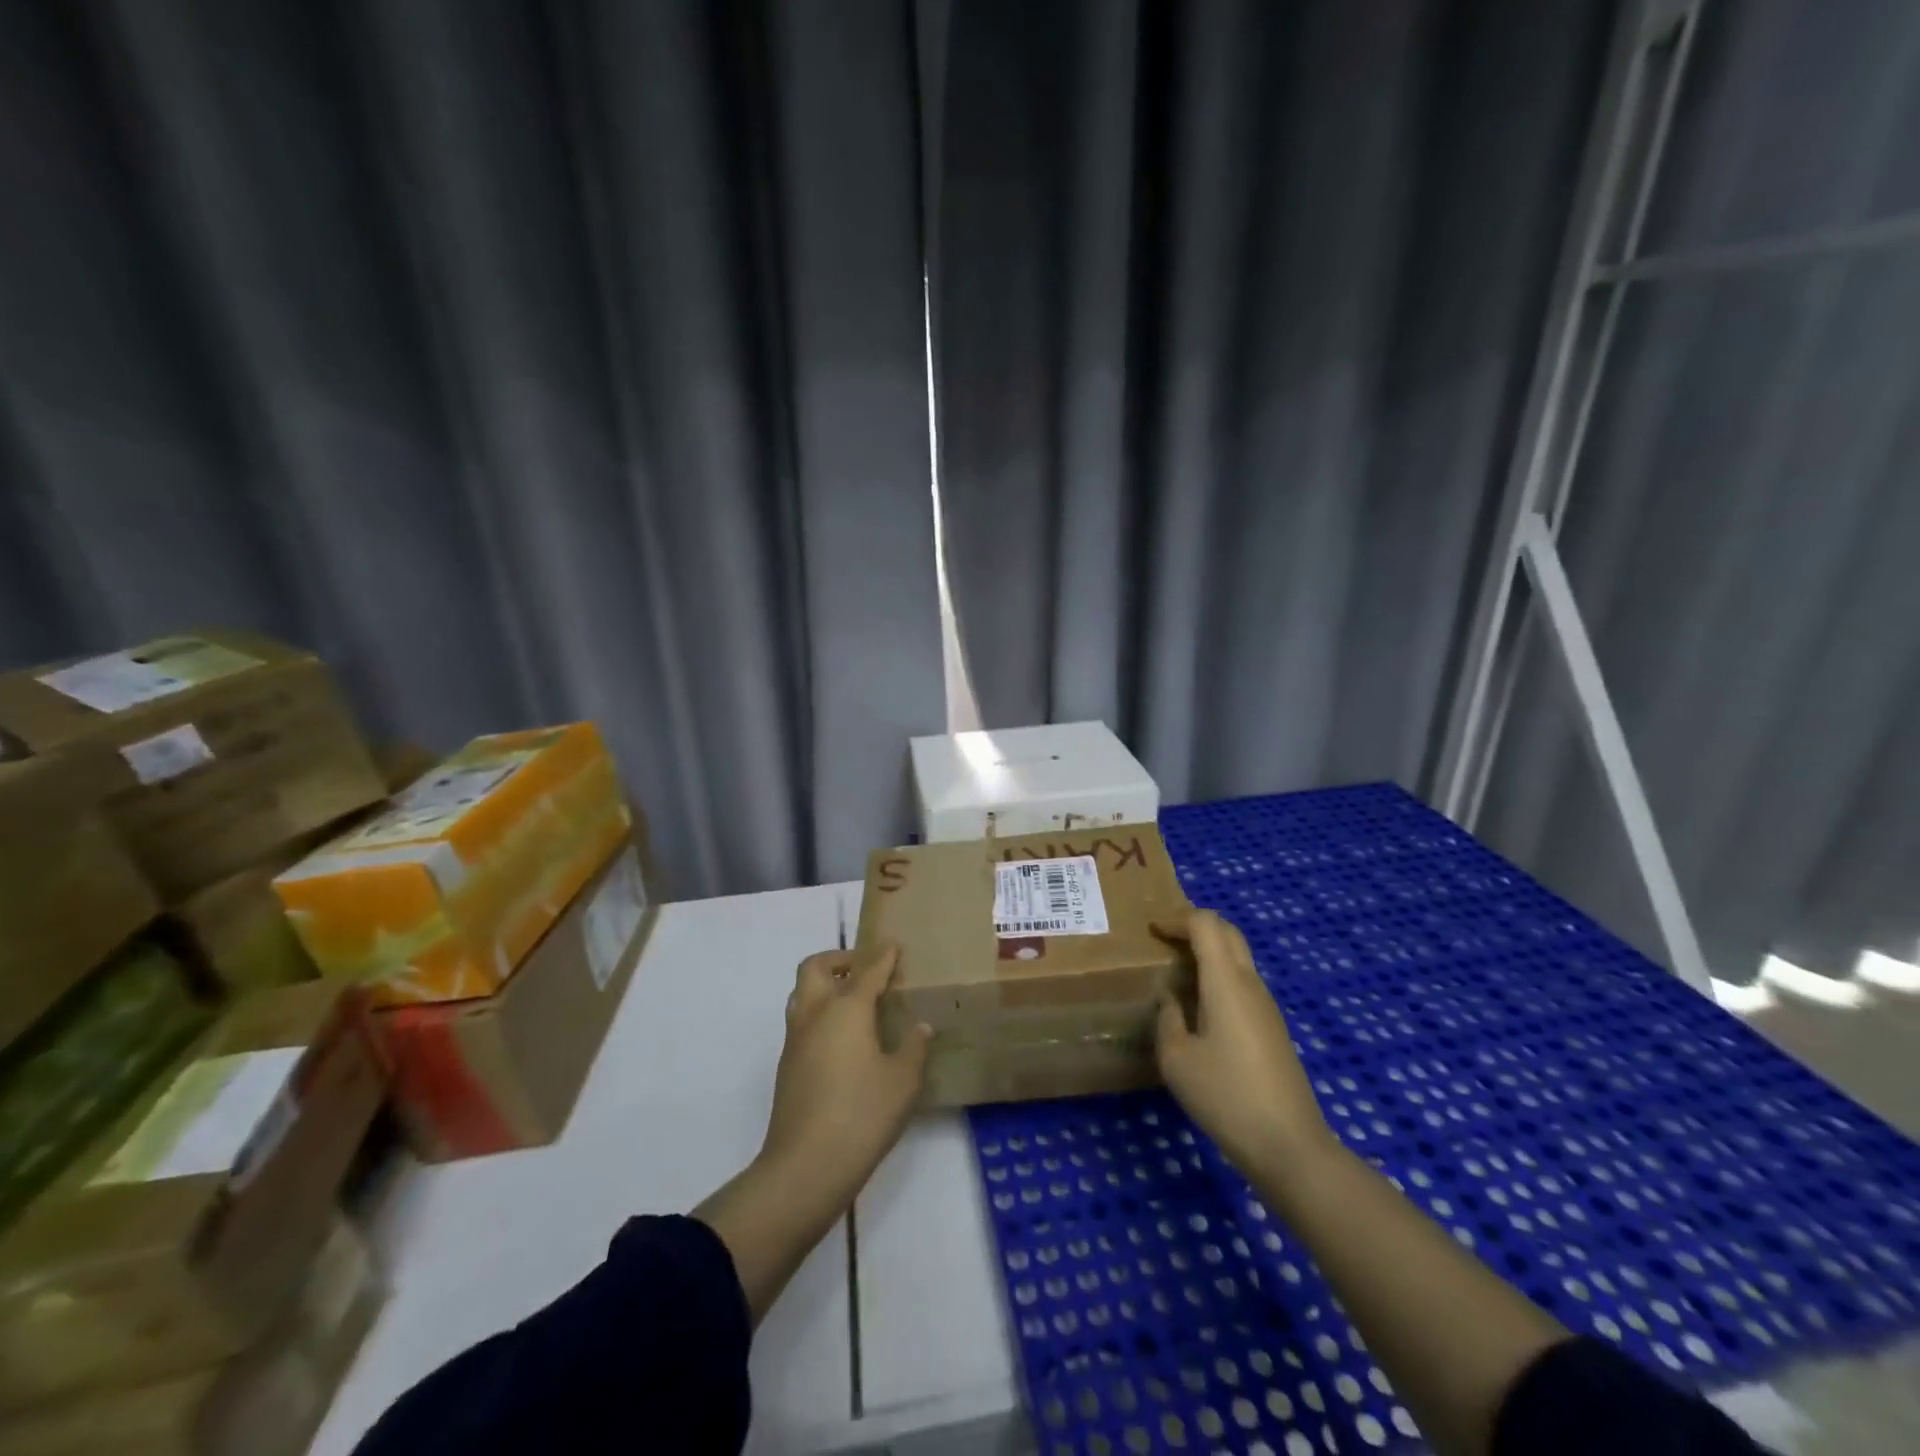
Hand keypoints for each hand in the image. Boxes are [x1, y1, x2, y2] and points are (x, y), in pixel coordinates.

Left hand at [758, 944, 930, 1203]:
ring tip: (853, 1001)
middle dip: (838, 960)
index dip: (883, 955)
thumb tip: (920, 1027)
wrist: (805, 1166)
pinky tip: (843, 1039)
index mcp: (846, 1009)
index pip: (867, 970)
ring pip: (801, 993)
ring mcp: (795, 1040)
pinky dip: (819, 1014)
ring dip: (824, 986)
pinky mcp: (787, 1065)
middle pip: (815, 967)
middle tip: (864, 969)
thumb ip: (913, 1048)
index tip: (894, 945)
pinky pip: (801, 1021)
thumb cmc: (862, 1115)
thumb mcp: (903, 1082)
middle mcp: (815, 1014)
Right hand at [1154, 909, 1335, 1178]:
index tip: (1152, 930)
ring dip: (1209, 952)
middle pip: (1227, 932)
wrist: (1289, 1145)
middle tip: (1165, 940)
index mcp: (1226, 981)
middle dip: (1195, 926)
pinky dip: (1219, 976)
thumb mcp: (1176, 1059)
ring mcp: (1266, 1006)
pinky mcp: (1273, 1028)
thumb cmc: (1226, 1096)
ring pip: (1238, 957)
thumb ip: (1168, 1019)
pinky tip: (1200, 1005)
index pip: (1206, 924)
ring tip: (1177, 971)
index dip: (1177, 919)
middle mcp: (1250, 984)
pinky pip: (1244, 983)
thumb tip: (1171, 999)